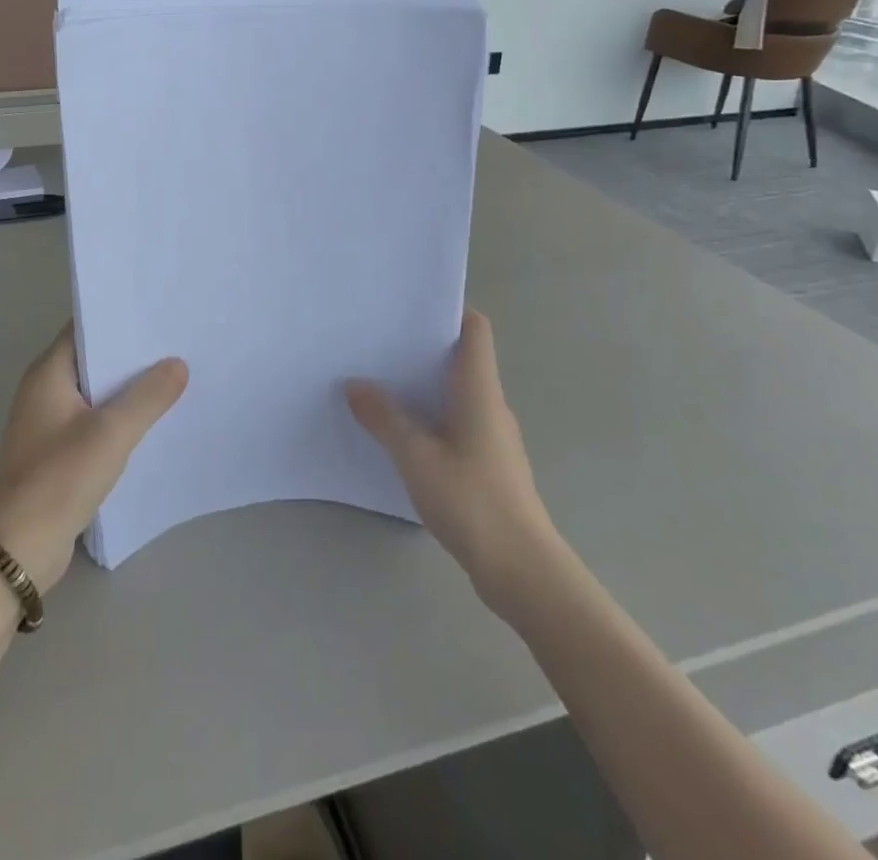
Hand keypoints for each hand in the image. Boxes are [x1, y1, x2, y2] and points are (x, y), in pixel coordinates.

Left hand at [0, 325, 187, 592]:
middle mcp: (45, 390)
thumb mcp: (111, 433)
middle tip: (178, 343)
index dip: (120, 318)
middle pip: (94, 359)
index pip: (86, 328)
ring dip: (129, 388)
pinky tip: (154, 421)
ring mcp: (50, 422)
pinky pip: (96, 421)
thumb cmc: (60, 479)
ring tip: (175, 377)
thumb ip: (148, 396)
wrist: (19, 550)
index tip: (159, 313)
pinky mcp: (59, 451)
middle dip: (132, 354)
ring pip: (97, 392)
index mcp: (48, 373)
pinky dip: (121, 417)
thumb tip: (178, 364)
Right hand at [347, 310, 553, 612]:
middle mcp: (491, 404)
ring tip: (382, 383)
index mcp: (479, 389)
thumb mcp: (415, 456)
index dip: (449, 310)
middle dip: (423, 348)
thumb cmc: (471, 500)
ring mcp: (494, 436)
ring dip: (425, 386)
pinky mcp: (490, 464)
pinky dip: (432, 417)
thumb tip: (354, 384)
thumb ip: (384, 418)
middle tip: (379, 343)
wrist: (522, 570)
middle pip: (462, 358)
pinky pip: (458, 423)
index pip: (475, 329)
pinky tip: (403, 434)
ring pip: (458, 393)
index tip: (410, 308)